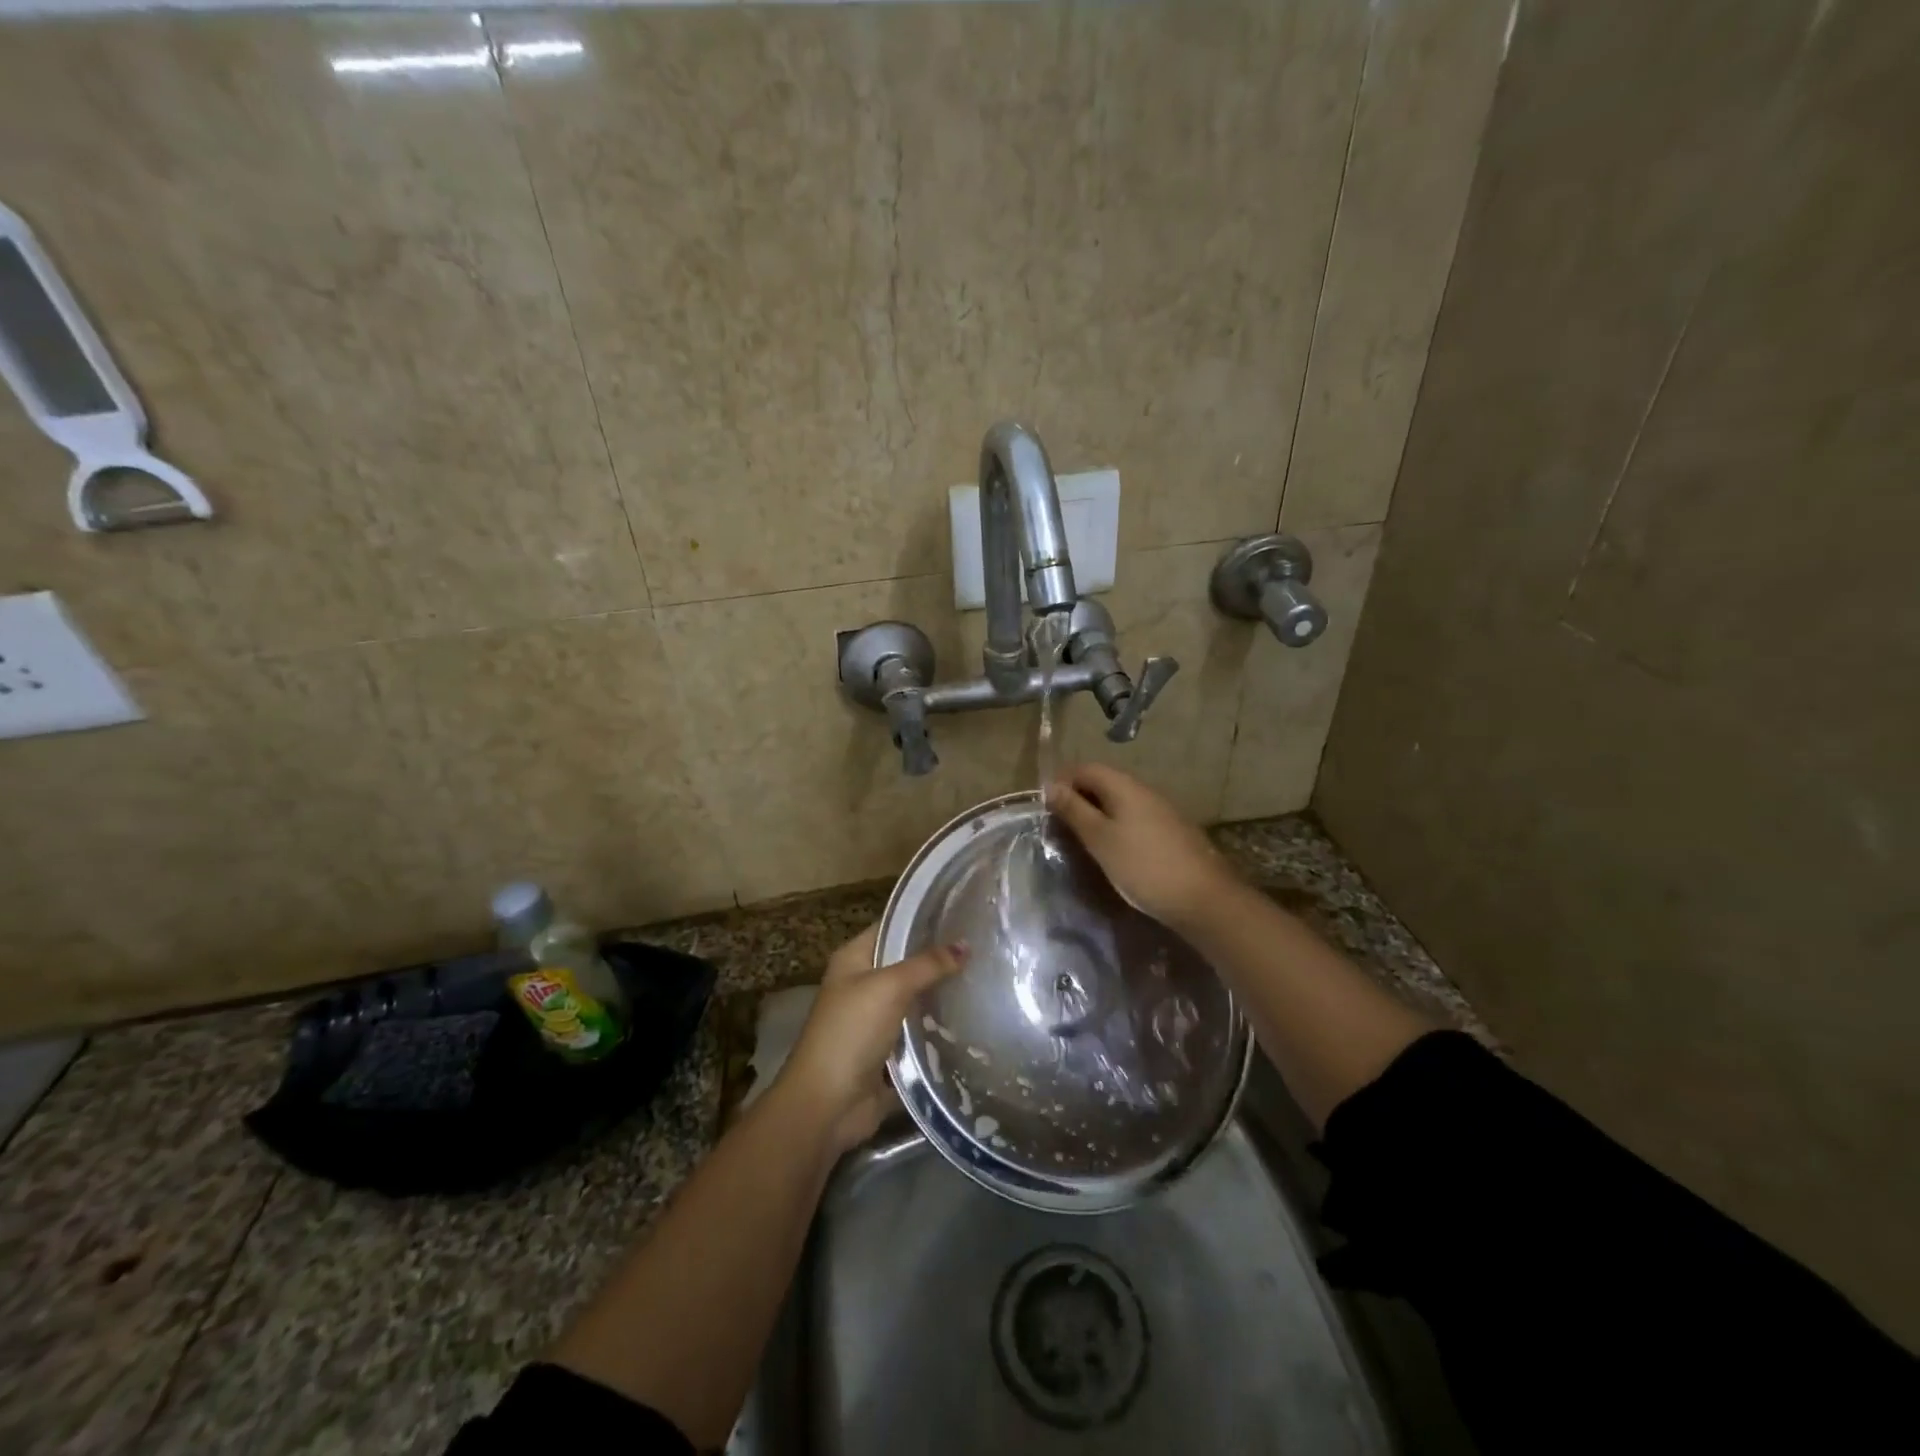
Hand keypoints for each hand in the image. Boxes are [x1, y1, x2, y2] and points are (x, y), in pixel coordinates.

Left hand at [776, 925, 966, 1154]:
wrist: (828, 1105)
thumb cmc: (851, 1032)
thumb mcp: (889, 987)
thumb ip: (927, 965)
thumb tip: (965, 945)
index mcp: (853, 960)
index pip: (892, 927)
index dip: (922, 919)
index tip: (962, 914)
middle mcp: (863, 985)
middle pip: (907, 964)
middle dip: (939, 960)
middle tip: (984, 949)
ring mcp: (876, 1021)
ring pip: (916, 1000)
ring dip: (942, 996)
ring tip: (986, 980)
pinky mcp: (889, 1053)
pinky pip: (920, 1034)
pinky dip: (940, 1030)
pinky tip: (974, 1020)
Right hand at [1047, 763, 1239, 930]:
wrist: (1203, 899)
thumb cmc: (1143, 866)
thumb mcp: (1100, 839)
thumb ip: (1075, 810)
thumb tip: (1051, 786)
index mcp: (1124, 786)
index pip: (1085, 768)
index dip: (1062, 782)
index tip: (1045, 808)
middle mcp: (1144, 790)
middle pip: (1104, 782)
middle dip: (1079, 799)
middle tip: (1060, 827)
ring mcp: (1162, 810)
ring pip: (1120, 802)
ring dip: (1098, 814)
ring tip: (1083, 841)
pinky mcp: (1172, 831)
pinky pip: (1135, 818)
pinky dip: (1118, 827)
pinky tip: (1114, 851)